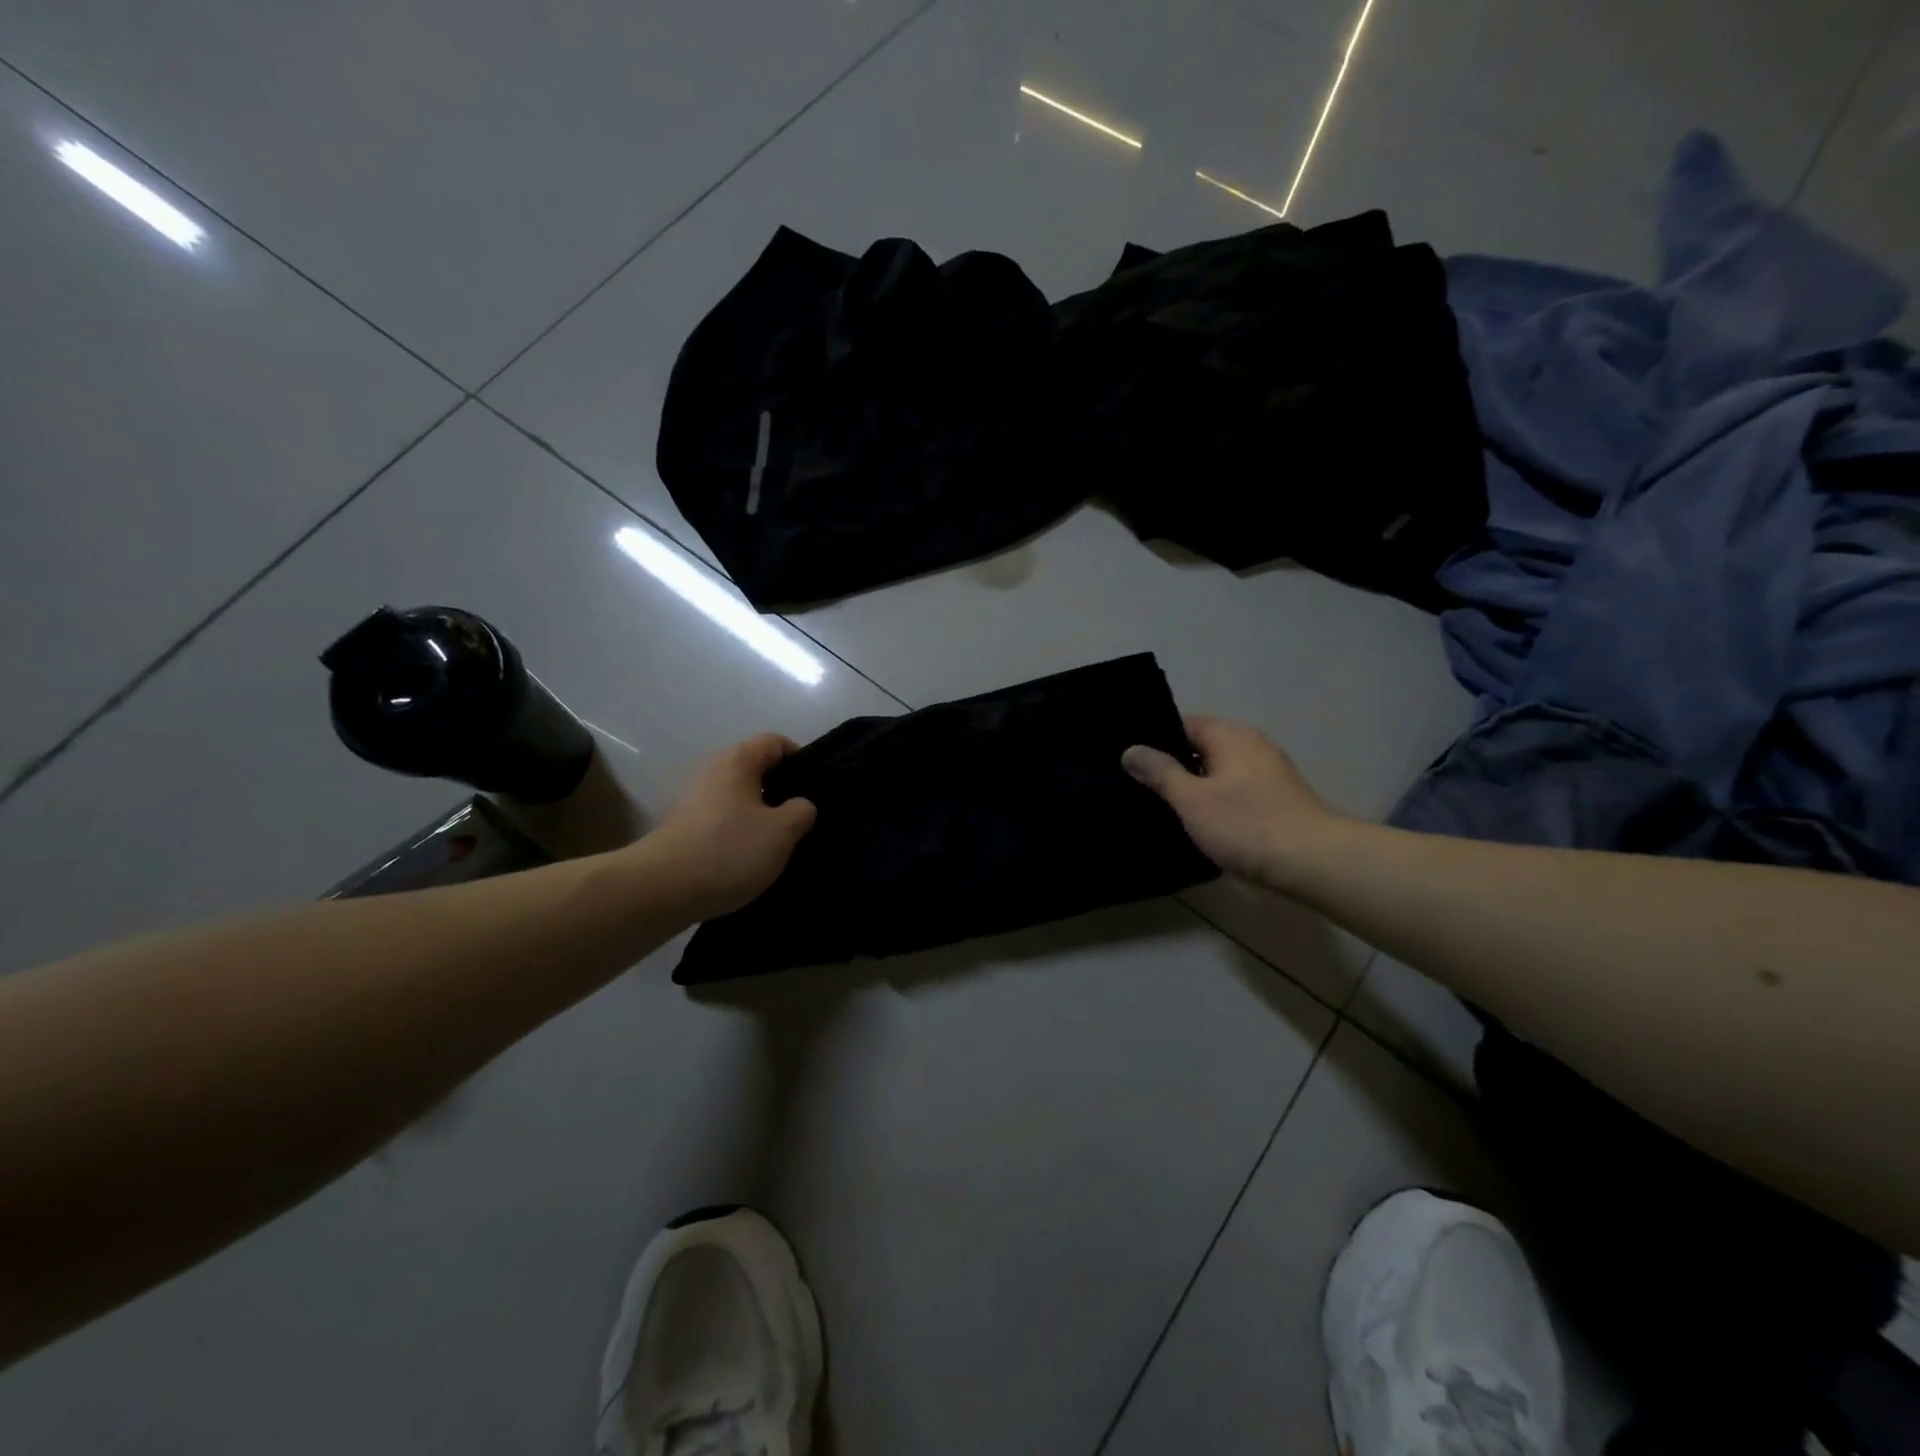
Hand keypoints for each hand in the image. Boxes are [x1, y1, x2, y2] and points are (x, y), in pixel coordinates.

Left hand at [651, 734, 817, 919]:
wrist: (662, 889)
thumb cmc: (729, 850)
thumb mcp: (781, 832)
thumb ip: (801, 811)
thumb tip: (801, 805)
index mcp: (737, 760)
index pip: (775, 742)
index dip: (800, 759)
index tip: (814, 788)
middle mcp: (712, 770)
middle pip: (755, 769)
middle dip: (780, 791)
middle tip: (801, 818)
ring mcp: (693, 799)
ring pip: (738, 797)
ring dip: (759, 815)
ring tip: (777, 842)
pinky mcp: (682, 827)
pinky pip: (721, 820)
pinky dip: (737, 832)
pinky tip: (748, 858)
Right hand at [1122, 716, 1340, 882]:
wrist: (1314, 863)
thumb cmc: (1247, 825)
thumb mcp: (1192, 799)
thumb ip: (1160, 772)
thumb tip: (1131, 750)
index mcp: (1230, 735)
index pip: (1181, 723)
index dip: (1153, 740)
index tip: (1127, 760)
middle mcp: (1251, 744)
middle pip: (1199, 747)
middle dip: (1171, 766)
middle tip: (1134, 785)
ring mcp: (1267, 772)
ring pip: (1217, 771)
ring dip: (1193, 787)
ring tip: (1158, 806)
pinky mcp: (1276, 798)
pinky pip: (1234, 790)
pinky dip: (1214, 801)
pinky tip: (1196, 822)